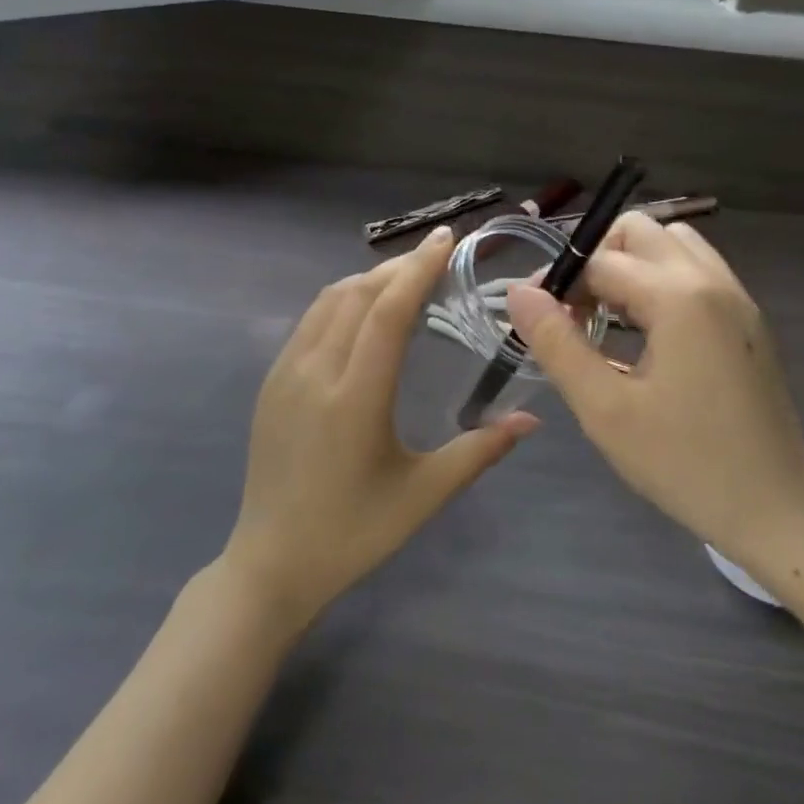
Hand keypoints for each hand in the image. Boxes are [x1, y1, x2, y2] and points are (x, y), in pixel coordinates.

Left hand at [224, 226, 535, 628]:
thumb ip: (480, 451)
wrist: (271, 564)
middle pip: (358, 294)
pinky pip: (311, 322)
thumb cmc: (353, 533)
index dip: (418, 269)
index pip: (387, 311)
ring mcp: (285, 374)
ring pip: (329, 301)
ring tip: (406, 280)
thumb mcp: (424, 494)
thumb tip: (532, 421)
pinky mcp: (272, 383)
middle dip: (399, 267)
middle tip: (438, 257)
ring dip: (369, 280)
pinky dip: (344, 301)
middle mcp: (315, 372)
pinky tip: (366, 315)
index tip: (446, 239)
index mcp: (354, 396)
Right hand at [506, 215, 803, 577]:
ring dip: (633, 266)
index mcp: (679, 297)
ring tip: (611, 319)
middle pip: (640, 231)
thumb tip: (519, 293)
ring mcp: (737, 297)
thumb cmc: (684, 463)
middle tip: (576, 314)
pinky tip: (649, 334)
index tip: (536, 320)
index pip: (600, 260)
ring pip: (673, 244)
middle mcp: (712, 280)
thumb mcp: (605, 409)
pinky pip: (697, 271)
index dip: (559, 282)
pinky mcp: (748, 319)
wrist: (777, 509)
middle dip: (598, 260)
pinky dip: (663, 281)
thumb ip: (557, 344)